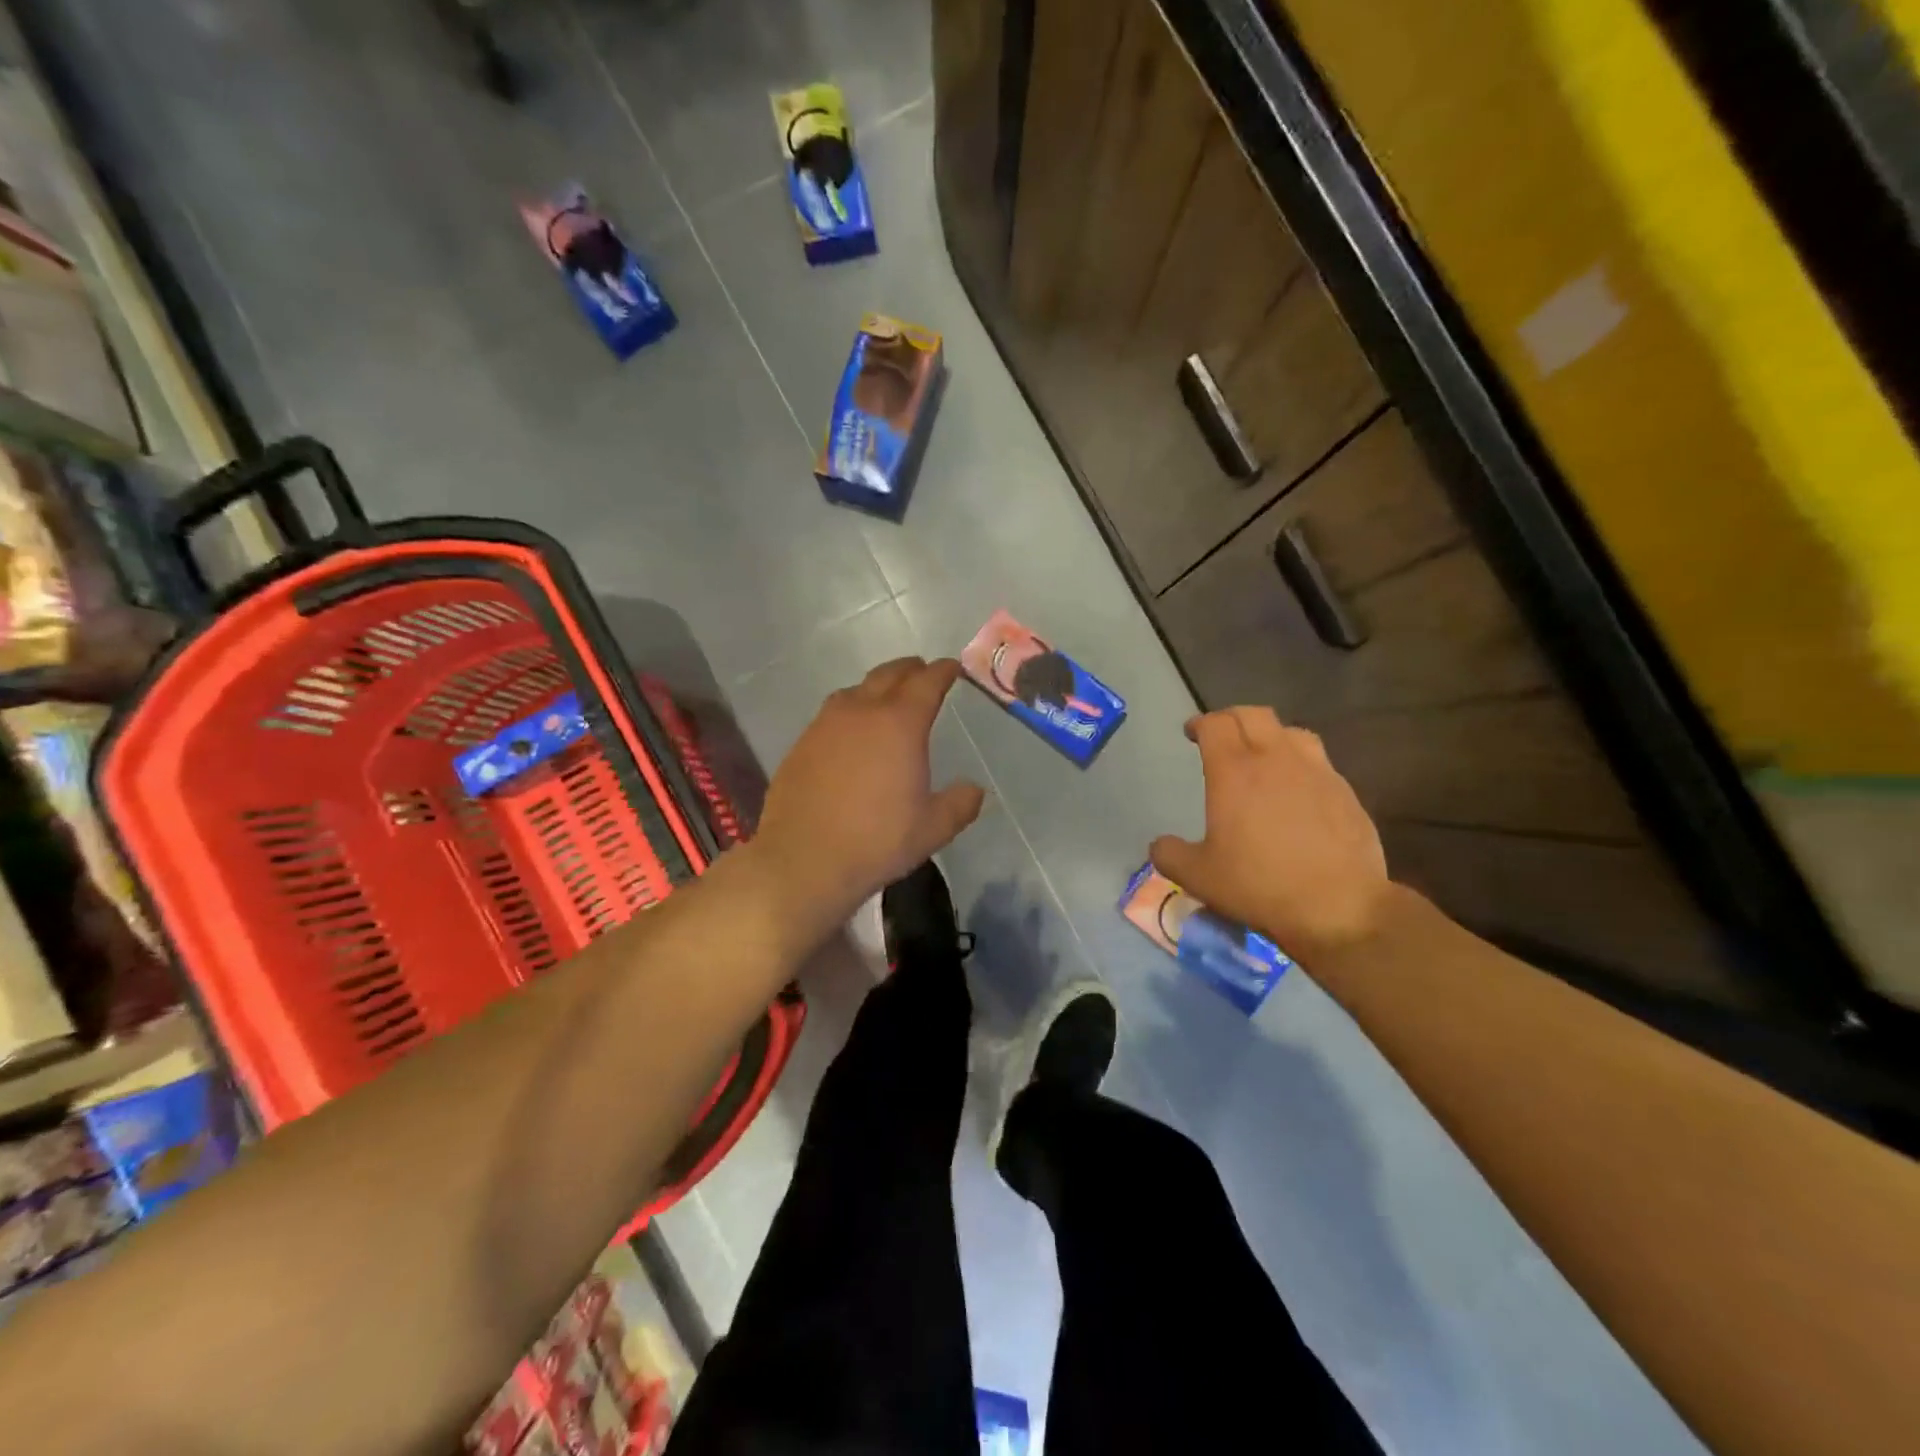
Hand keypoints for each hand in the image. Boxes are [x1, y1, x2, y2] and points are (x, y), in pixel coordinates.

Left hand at [751, 658, 984, 936]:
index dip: (943, 671)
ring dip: (877, 687)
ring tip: (887, 698)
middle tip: (923, 672)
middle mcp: (862, 712)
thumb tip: (974, 790)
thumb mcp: (932, 829)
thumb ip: (959, 804)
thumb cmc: (876, 841)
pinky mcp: (802, 743)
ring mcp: (826, 725)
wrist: (802, 860)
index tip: (953, 668)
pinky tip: (852, 733)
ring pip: (856, 690)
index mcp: (900, 724)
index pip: (927, 682)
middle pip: (889, 675)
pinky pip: (832, 713)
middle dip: (910, 670)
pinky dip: (851, 710)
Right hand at [1150, 707, 1391, 957]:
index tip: (1191, 733)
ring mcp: (1316, 772)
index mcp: (1234, 771)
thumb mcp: (1197, 877)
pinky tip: (1296, 790)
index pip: (1215, 724)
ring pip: (1291, 731)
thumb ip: (1170, 855)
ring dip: (1270, 735)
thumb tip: (1161, 844)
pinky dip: (1299, 763)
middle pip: (1253, 715)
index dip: (1200, 723)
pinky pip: (1318, 761)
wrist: (1339, 907)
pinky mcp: (1345, 792)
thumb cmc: (1259, 885)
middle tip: (1221, 737)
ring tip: (1262, 756)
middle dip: (1232, 718)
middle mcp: (1276, 759)